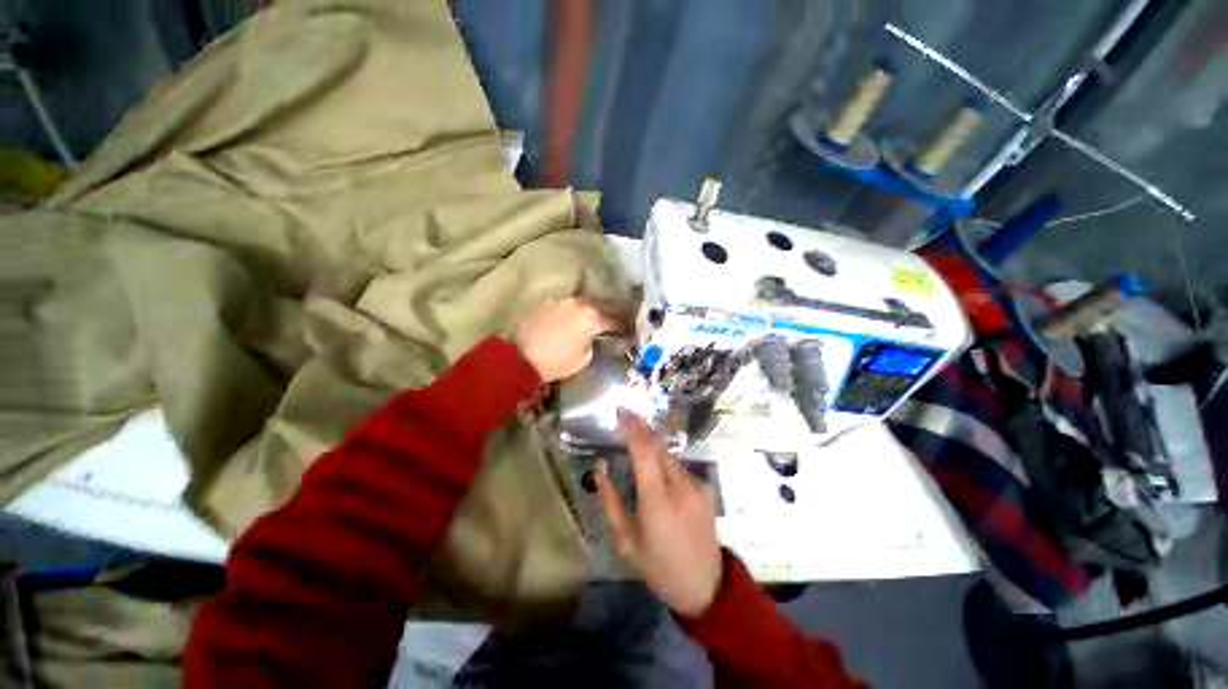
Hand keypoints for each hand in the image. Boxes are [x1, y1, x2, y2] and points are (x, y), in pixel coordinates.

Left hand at [514, 297, 619, 382]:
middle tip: (607, 323)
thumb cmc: (556, 362)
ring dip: (586, 310)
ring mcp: (560, 301)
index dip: (620, 326)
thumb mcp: (583, 359)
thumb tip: (592, 338)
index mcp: (592, 318)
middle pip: (597, 306)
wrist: (520, 358)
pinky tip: (568, 318)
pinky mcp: (545, 303)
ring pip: (580, 303)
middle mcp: (578, 304)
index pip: (613, 320)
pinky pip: (564, 305)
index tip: (624, 330)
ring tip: (587, 319)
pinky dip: (569, 311)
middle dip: (604, 314)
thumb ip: (592, 344)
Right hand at [597, 410, 722, 617]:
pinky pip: (680, 467)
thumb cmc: (658, 566)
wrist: (705, 585)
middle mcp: (682, 487)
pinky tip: (664, 489)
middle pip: (659, 446)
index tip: (622, 411)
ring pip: (669, 456)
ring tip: (645, 474)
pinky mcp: (708, 487)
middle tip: (626, 427)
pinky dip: (667, 468)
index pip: (645, 451)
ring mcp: (699, 485)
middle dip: (642, 433)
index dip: (633, 427)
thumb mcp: (626, 540)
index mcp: (657, 502)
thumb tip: (600, 468)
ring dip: (654, 454)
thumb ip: (610, 500)